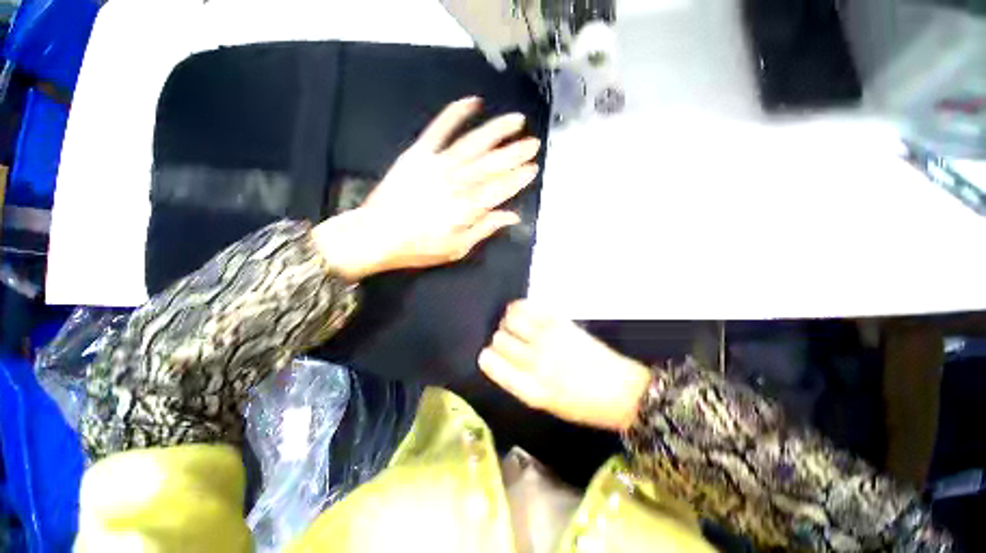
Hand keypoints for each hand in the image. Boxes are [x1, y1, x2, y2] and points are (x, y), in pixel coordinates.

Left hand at [313, 97, 540, 279]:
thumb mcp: (456, 248)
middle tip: (533, 144)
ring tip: (516, 120)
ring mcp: (437, 165)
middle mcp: (456, 183)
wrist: (376, 235)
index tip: (532, 169)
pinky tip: (472, 102)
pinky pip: (439, 129)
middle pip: (491, 165)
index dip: (518, 178)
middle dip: (515, 154)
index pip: (500, 188)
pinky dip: (455, 114)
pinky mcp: (418, 154)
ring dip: (496, 131)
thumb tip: (511, 216)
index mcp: (466, 208)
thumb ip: (484, 229)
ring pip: (473, 144)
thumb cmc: (418, 247)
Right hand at [478, 300, 652, 431]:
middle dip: (499, 340)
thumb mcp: (545, 404)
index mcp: (529, 389)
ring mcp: (547, 338)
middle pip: (499, 339)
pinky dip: (518, 308)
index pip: (491, 363)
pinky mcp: (559, 321)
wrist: (621, 391)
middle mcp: (535, 361)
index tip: (489, 355)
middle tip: (510, 342)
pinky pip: (525, 306)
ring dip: (508, 323)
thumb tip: (499, 357)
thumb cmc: (582, 405)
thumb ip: (518, 381)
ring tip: (517, 327)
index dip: (487, 357)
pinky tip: (522, 313)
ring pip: (509, 319)